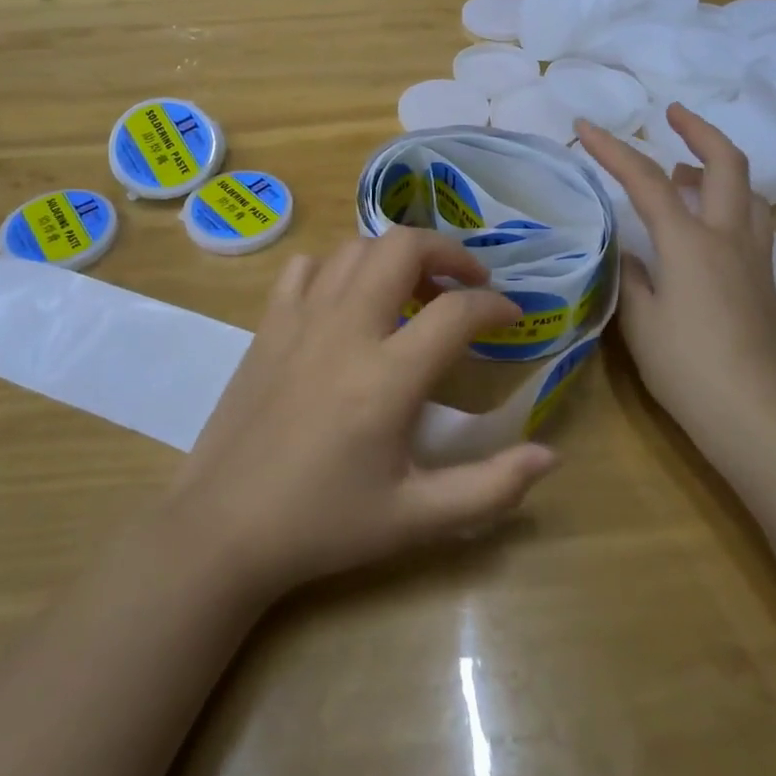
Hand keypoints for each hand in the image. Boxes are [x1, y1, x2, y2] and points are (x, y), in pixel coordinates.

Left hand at [168, 228, 559, 600]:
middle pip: (403, 247)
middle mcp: (346, 330)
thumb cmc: (323, 525)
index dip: (495, 305)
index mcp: (387, 377)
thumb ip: (491, 488)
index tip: (512, 316)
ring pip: (356, 248)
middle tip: (466, 282)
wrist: (223, 528)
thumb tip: (552, 456)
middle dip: (447, 251)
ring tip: (414, 289)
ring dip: (394, 256)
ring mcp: (301, 319)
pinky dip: (336, 269)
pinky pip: (307, 268)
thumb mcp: (415, 520)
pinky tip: (347, 301)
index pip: (457, 311)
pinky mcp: (269, 324)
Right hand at [576, 106, 775, 440]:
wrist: (761, 418)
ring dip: (718, 165)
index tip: (585, 125)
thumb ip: (629, 276)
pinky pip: (751, 219)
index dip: (613, 149)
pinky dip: (729, 199)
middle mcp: (729, 237)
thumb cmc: (689, 369)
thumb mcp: (640, 321)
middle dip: (699, 128)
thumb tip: (628, 252)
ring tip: (686, 169)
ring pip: (748, 190)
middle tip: (672, 113)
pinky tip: (708, 223)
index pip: (647, 180)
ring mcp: (755, 258)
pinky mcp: (767, 282)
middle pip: (726, 163)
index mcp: (690, 242)